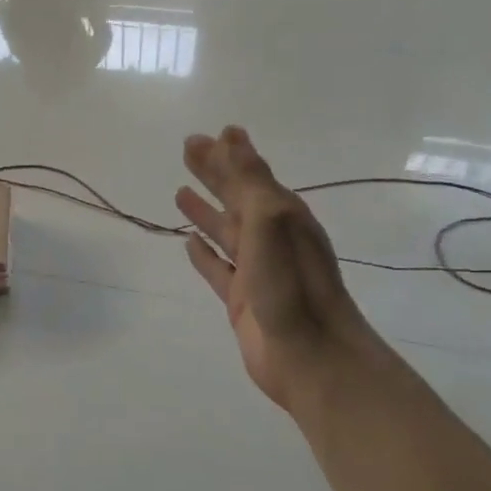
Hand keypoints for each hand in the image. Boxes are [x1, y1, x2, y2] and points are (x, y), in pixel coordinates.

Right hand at [176, 127, 378, 414]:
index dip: (232, 153)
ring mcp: (256, 270)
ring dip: (205, 210)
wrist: (311, 358)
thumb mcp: (271, 223)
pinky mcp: (242, 299)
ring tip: (179, 192)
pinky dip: (202, 254)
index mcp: (283, 216)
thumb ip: (249, 182)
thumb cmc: (292, 288)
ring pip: (224, 231)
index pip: (252, 175)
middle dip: (214, 173)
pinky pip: (217, 269)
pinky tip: (187, 243)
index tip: (213, 133)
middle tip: (187, 150)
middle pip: (236, 197)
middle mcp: (271, 238)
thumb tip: (229, 138)